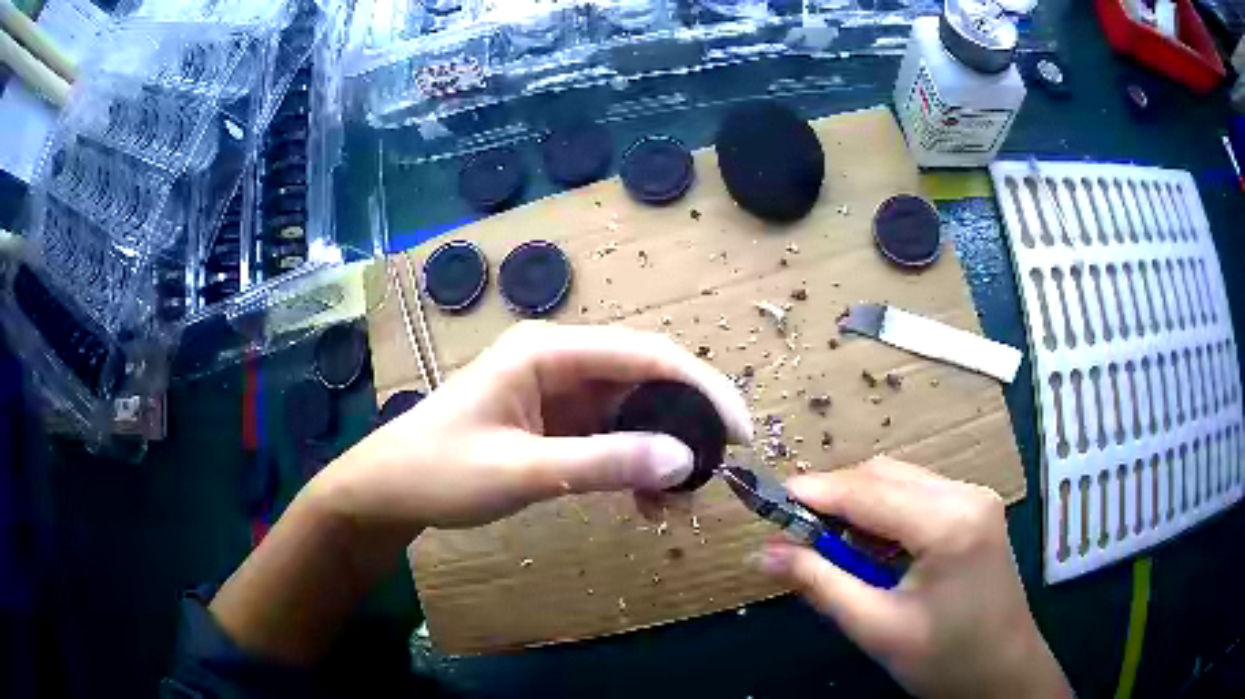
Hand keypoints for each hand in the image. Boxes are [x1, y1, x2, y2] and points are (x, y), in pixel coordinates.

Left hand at [314, 320, 752, 530]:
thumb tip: (684, 461)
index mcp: (549, 352)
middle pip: (645, 379)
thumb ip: (603, 464)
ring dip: (661, 449)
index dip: (702, 388)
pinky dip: (633, 463)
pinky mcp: (555, 420)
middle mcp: (560, 360)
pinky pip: (610, 434)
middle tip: (716, 471)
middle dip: (687, 422)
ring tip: (678, 499)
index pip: (646, 355)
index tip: (742, 431)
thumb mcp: (521, 471)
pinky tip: (644, 501)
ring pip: (632, 410)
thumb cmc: (440, 471)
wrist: (390, 488)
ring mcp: (558, 391)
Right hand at [754, 457, 1069, 698]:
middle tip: (794, 534)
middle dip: (833, 498)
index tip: (766, 504)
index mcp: (948, 523)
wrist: (1004, 672)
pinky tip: (872, 549)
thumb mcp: (877, 628)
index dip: (812, 493)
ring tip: (831, 549)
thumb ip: (820, 585)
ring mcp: (975, 498)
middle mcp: (966, 494)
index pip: (867, 492)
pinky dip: (884, 514)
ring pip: (899, 481)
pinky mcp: (975, 509)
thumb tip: (764, 553)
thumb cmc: (945, 659)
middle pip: (883, 475)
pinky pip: (917, 495)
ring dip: (858, 507)